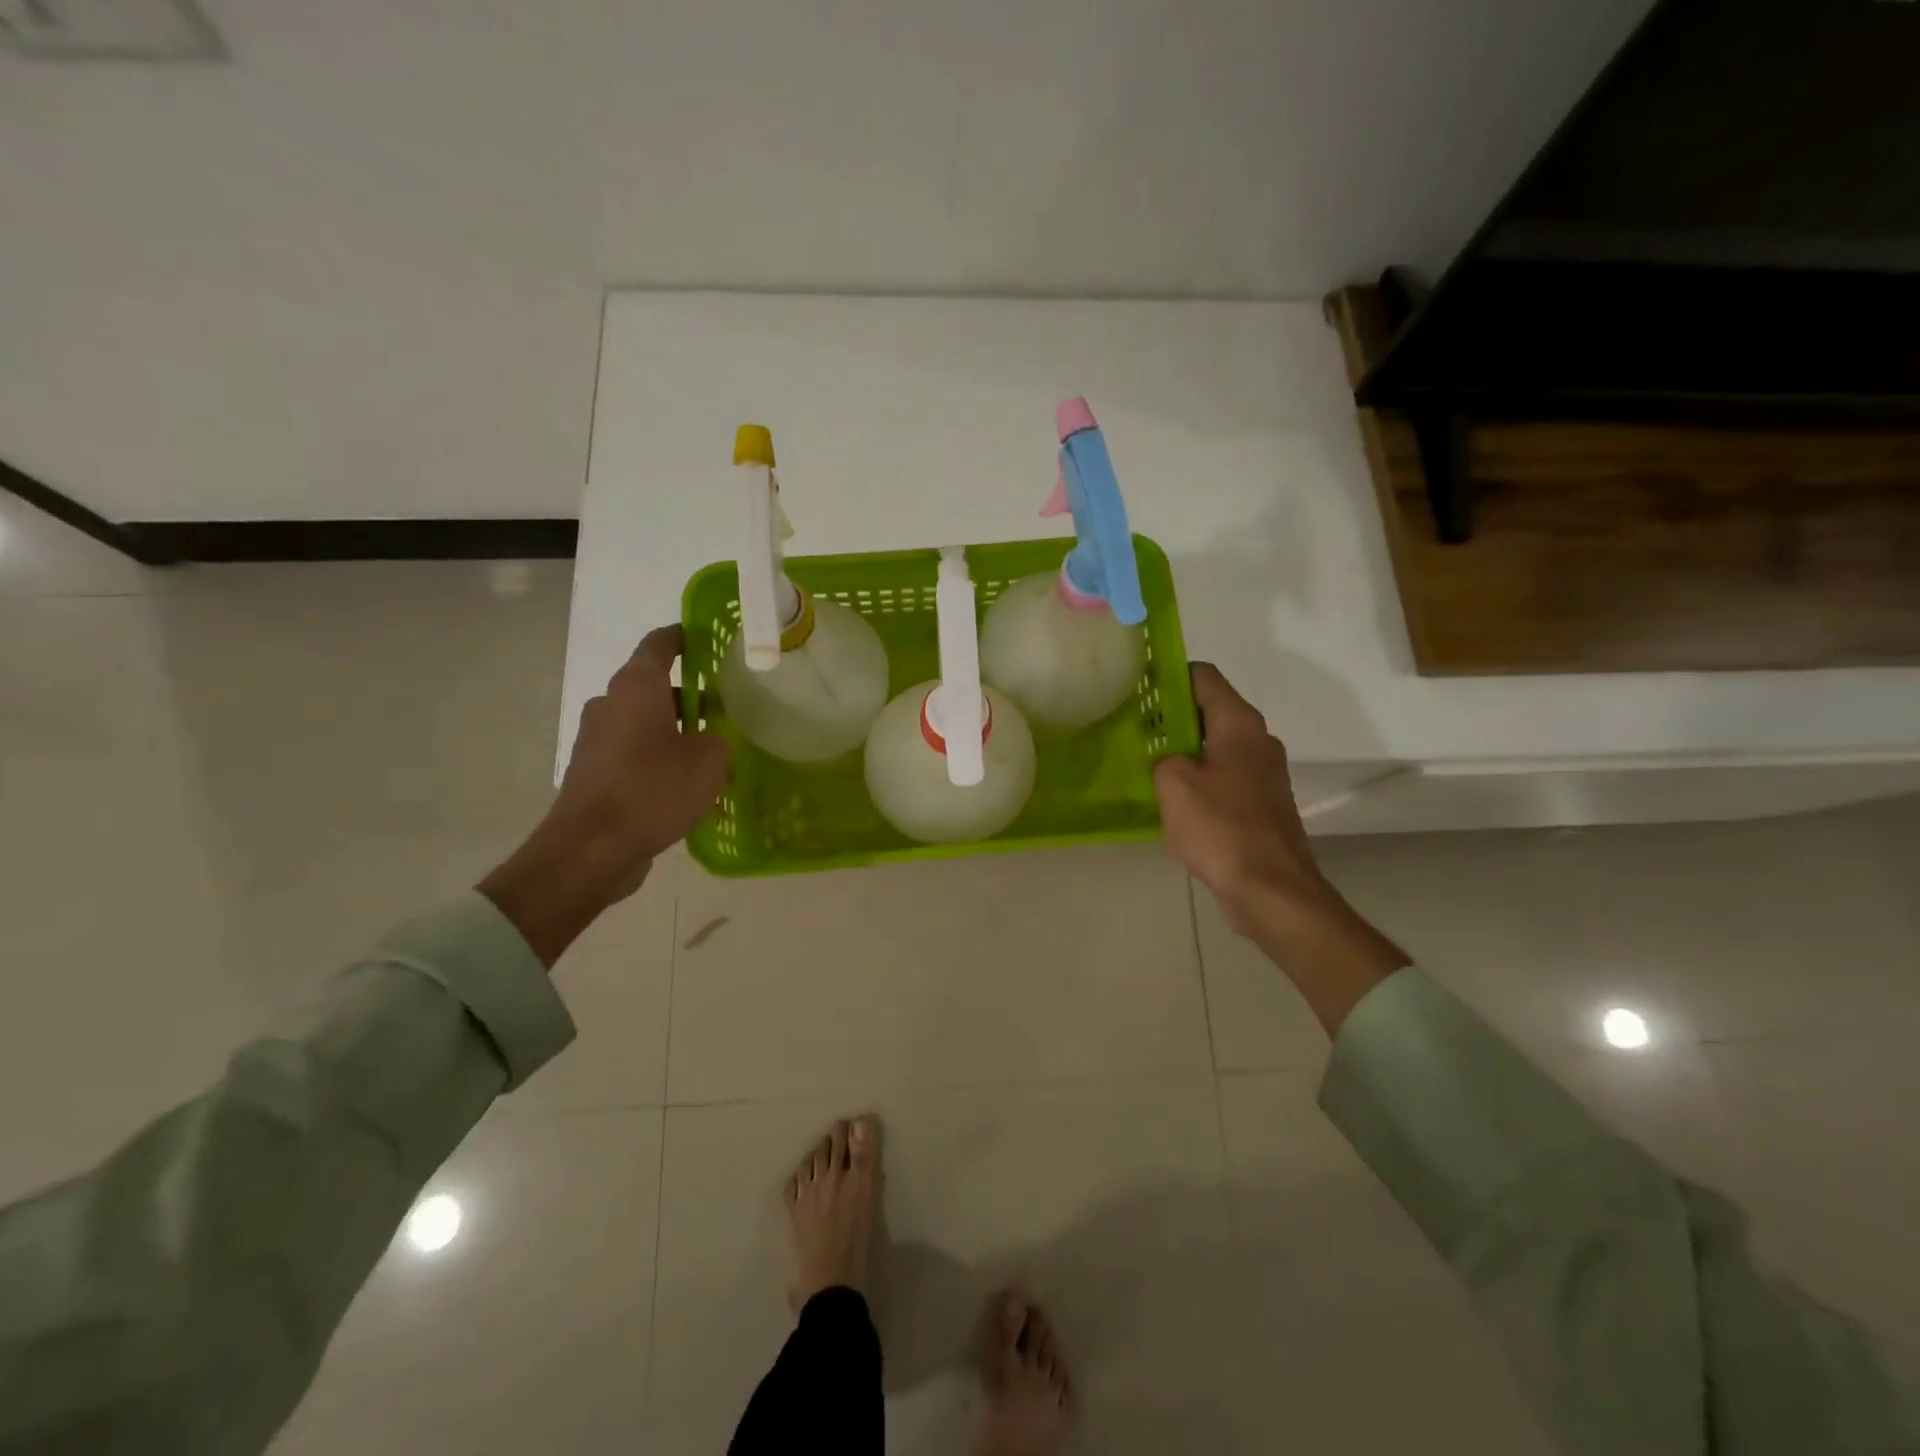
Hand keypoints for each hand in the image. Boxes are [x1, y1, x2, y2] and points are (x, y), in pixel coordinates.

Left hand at [481, 625, 729, 965]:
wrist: (590, 849)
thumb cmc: (653, 790)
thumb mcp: (709, 760)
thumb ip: (718, 740)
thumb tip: (709, 740)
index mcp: (636, 688)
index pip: (658, 644)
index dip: (682, 636)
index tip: (705, 638)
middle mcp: (610, 705)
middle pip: (652, 686)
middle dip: (687, 695)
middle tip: (724, 709)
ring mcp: (596, 741)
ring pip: (643, 722)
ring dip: (673, 731)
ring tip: (710, 753)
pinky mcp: (593, 774)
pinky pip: (633, 754)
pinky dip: (658, 759)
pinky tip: (684, 786)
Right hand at [1152, 663, 1405, 1034]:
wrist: (1271, 889)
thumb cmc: (1220, 827)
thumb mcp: (1172, 783)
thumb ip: (1162, 756)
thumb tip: (1171, 758)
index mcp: (1239, 724)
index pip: (1203, 676)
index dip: (1169, 675)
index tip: (1138, 688)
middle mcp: (1258, 740)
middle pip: (1212, 710)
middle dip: (1173, 716)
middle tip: (1136, 729)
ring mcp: (1266, 774)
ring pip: (1218, 746)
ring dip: (1186, 750)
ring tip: (1150, 764)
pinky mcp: (1264, 804)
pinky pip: (1226, 777)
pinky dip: (1202, 779)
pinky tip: (1176, 801)